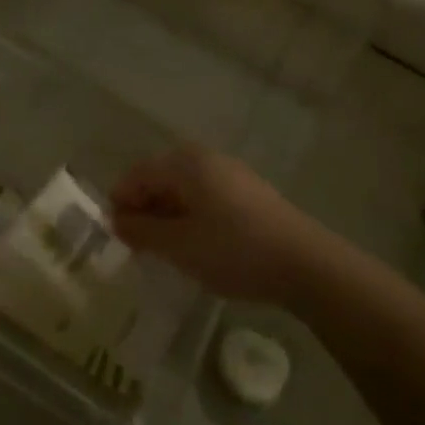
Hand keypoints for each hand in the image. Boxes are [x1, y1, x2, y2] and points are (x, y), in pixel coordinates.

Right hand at [110, 147, 342, 304]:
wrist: (307, 266)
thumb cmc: (233, 250)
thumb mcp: (178, 246)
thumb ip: (140, 231)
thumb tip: (116, 221)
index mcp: (184, 162)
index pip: (135, 176)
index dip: (121, 205)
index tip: (120, 240)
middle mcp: (205, 158)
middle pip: (158, 179)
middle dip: (145, 212)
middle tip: (142, 249)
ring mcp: (230, 174)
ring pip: (182, 190)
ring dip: (168, 217)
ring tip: (170, 252)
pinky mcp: (249, 193)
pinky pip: (205, 198)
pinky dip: (192, 218)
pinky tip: (200, 247)